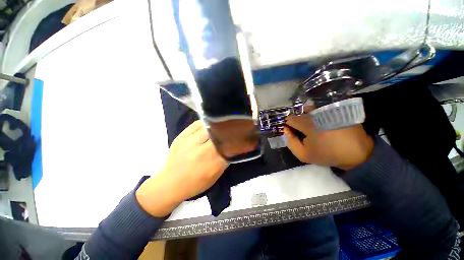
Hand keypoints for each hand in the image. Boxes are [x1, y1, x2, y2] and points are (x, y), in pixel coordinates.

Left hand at [136, 121, 227, 216]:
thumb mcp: (215, 175)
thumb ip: (225, 159)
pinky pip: (196, 123)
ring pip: (209, 126)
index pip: (228, 144)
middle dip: (225, 131)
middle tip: (229, 130)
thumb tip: (230, 146)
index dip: (233, 139)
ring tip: (219, 125)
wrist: (170, 183)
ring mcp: (190, 141)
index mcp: (212, 161)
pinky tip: (208, 125)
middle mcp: (202, 149)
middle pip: (219, 133)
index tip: (237, 136)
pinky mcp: (181, 136)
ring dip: (216, 125)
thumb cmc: (195, 183)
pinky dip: (204, 123)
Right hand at [284, 113, 373, 170]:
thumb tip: (286, 130)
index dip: (288, 125)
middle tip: (302, 131)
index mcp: (307, 124)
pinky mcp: (335, 110)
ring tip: (311, 127)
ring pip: (309, 109)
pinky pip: (319, 109)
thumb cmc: (327, 154)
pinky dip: (315, 114)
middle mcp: (316, 113)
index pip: (289, 119)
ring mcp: (326, 110)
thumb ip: (290, 142)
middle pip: (298, 113)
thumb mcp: (303, 154)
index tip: (291, 131)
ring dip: (306, 116)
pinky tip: (320, 123)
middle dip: (297, 121)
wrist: (356, 153)